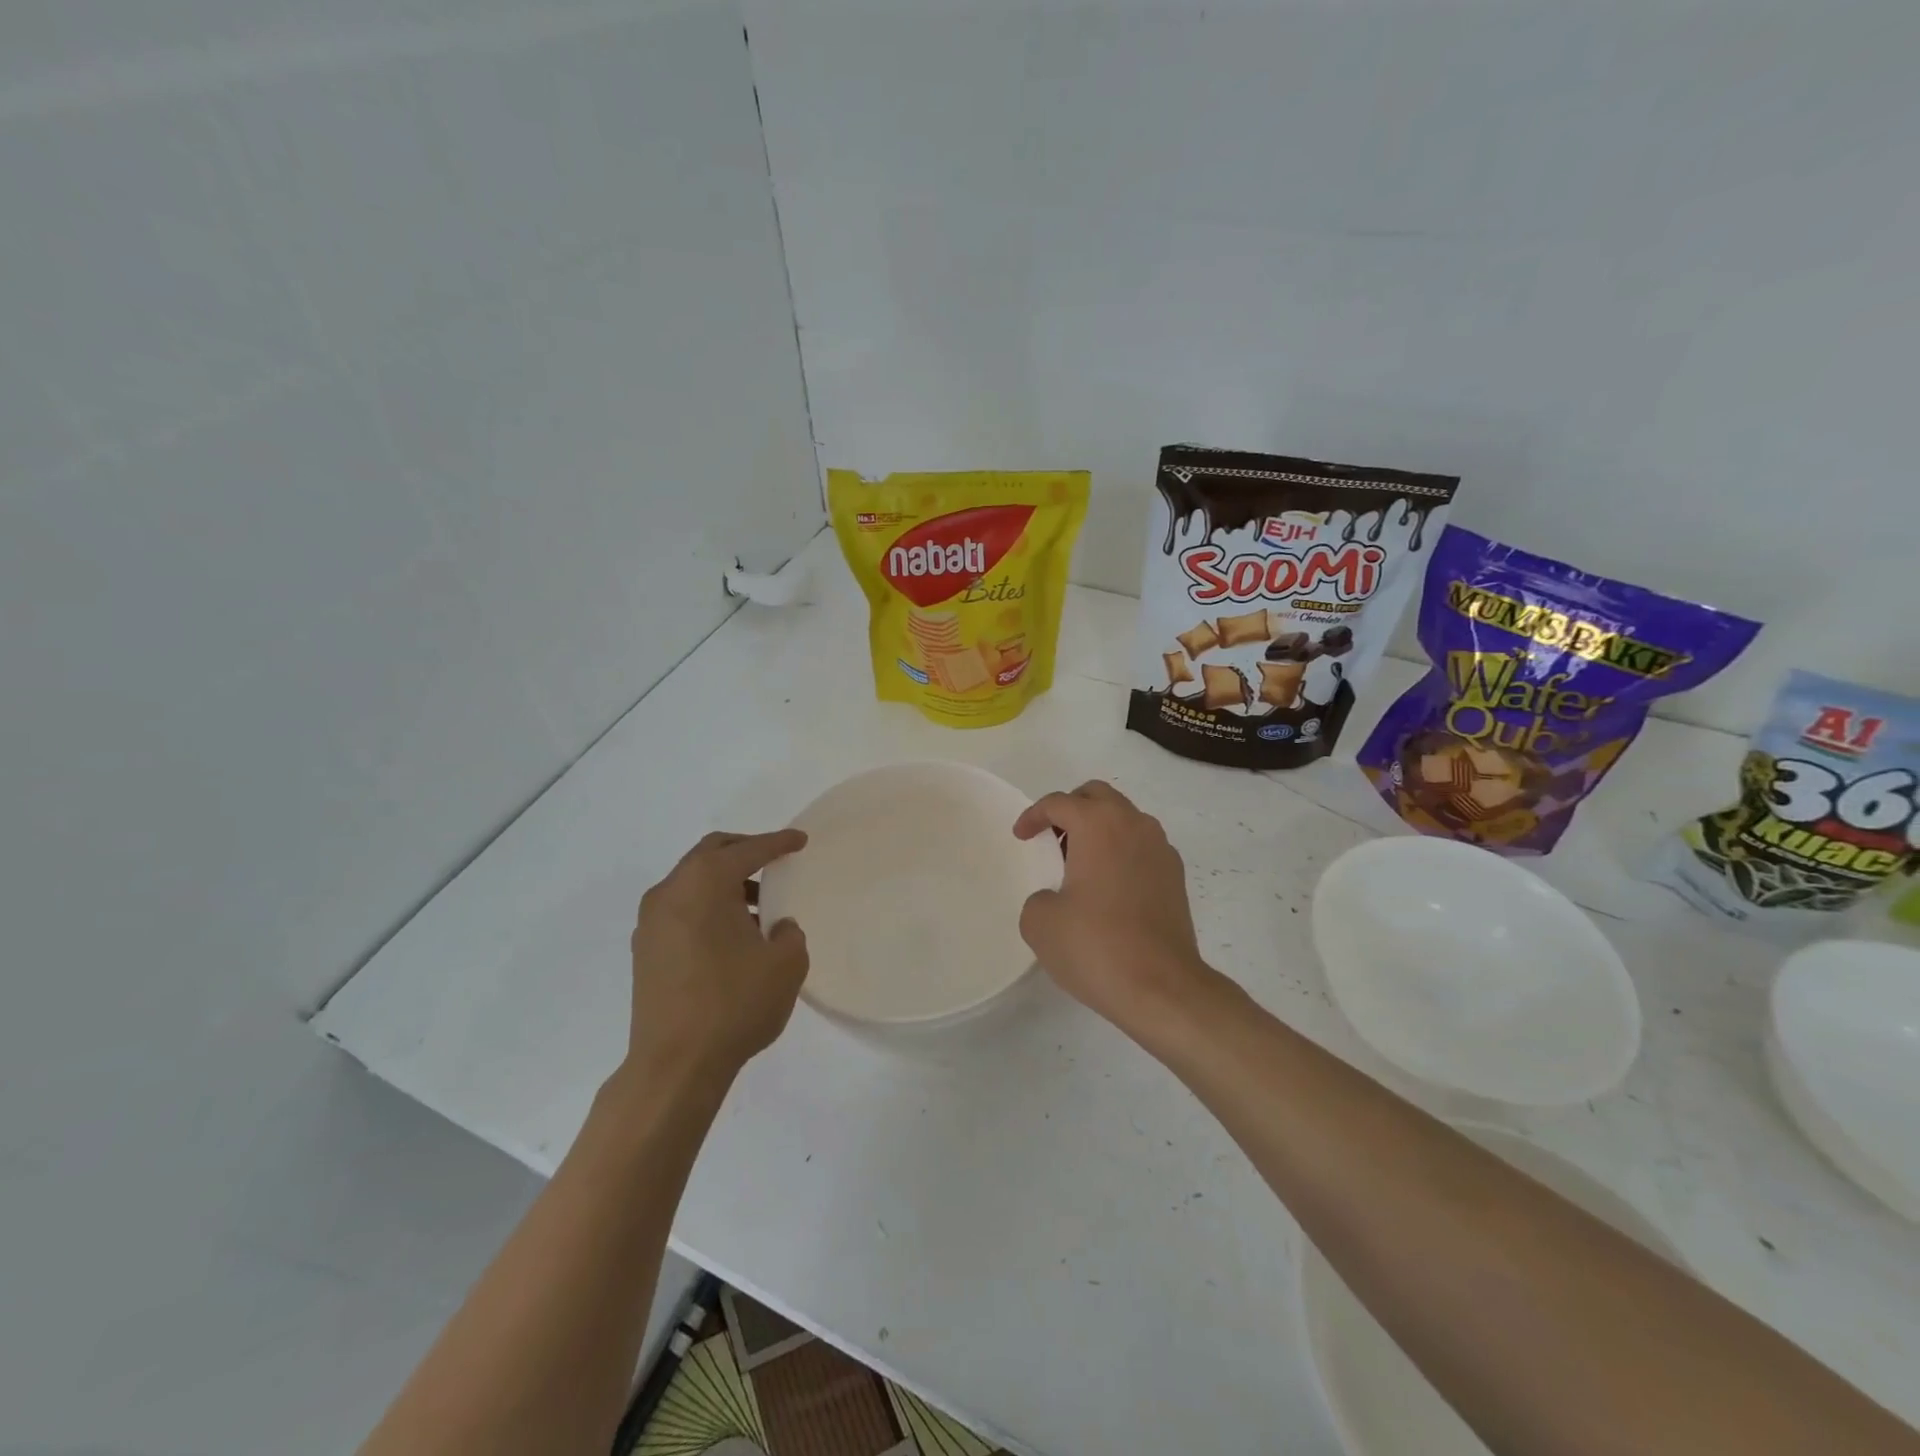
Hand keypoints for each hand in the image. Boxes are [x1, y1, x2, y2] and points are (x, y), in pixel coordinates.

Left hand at [623, 829, 809, 1084]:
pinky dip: (707, 907)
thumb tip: (776, 929)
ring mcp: (651, 922)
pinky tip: (731, 936)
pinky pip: (681, 909)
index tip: (800, 840)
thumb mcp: (785, 965)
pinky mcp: (645, 951)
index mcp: (704, 884)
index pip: (748, 850)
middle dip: (745, 851)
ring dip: (725, 883)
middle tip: (774, 860)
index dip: (778, 843)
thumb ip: (789, 934)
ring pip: (692, 882)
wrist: (674, 1066)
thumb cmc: (734, 1004)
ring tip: (759, 907)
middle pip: (710, 854)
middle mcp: (671, 892)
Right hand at [1013, 781, 1218, 1031]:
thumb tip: (1057, 899)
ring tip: (1078, 864)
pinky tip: (1108, 887)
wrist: (1162, 988)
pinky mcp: (1175, 876)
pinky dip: (1121, 851)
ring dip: (1099, 829)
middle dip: (1070, 808)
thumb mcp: (1040, 923)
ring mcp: (1161, 849)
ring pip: (1124, 818)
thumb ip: (1039, 898)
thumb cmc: (1096, 947)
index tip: (1021, 837)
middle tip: (1051, 837)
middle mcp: (1134, 825)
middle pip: (1098, 796)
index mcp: (1098, 825)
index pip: (1059, 802)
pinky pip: (1142, 846)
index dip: (1033, 816)